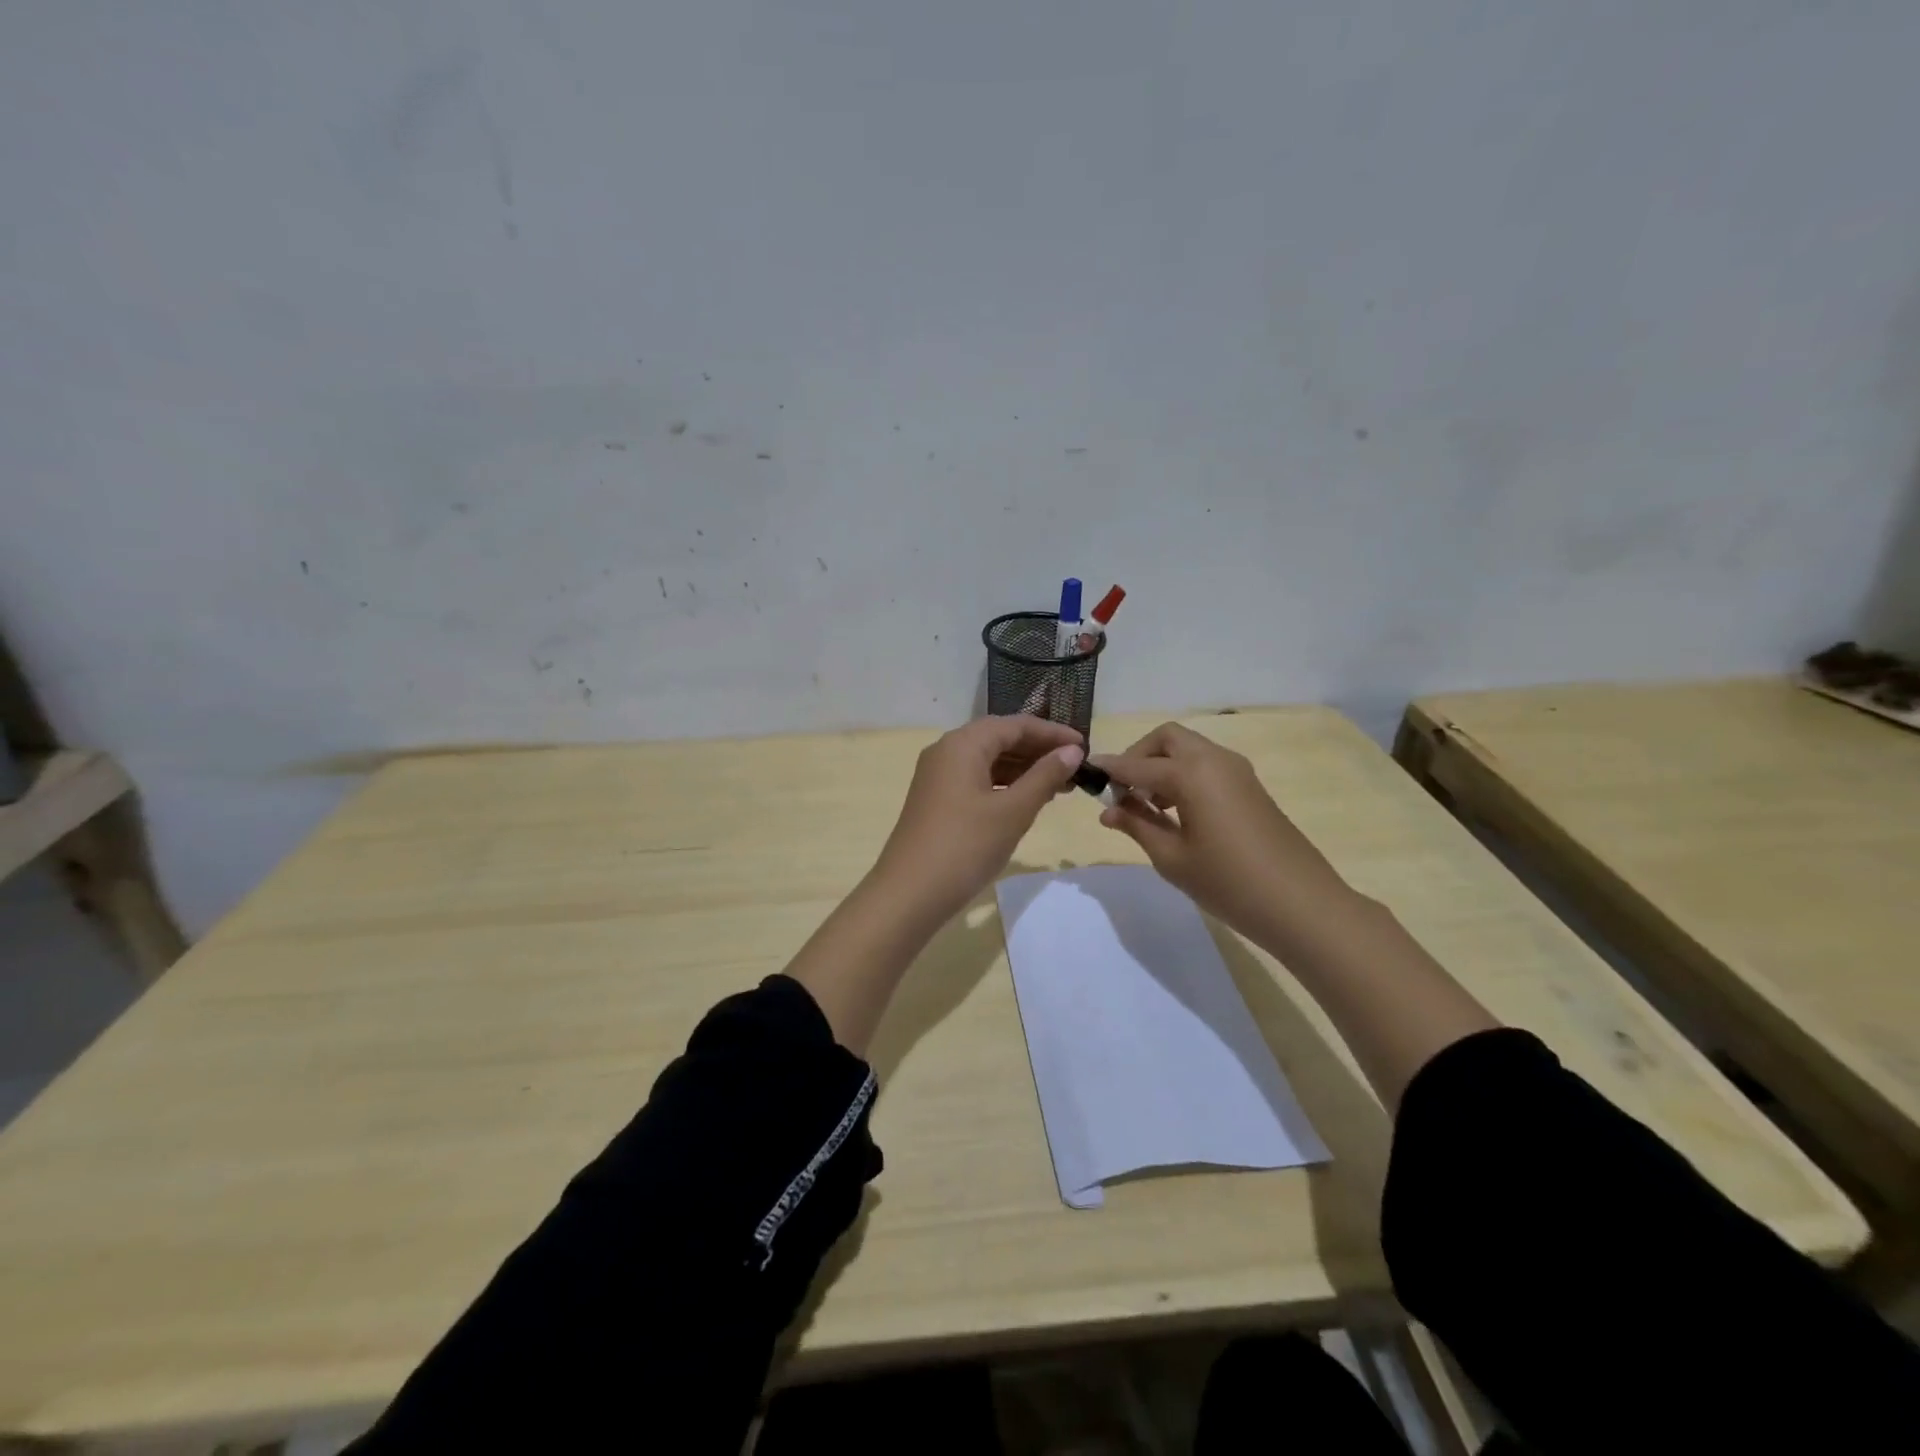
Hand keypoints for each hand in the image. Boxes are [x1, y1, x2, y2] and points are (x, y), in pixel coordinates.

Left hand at [872, 715, 1084, 924]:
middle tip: (1074, 769)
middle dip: (1038, 751)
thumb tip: (1072, 750)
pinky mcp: (936, 800)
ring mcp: (938, 777)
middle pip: (999, 738)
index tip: (1085, 747)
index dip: (1052, 733)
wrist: (909, 894)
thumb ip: (1045, 776)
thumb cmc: (966, 846)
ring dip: (1023, 770)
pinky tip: (1026, 801)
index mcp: (963, 744)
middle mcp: (946, 751)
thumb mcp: (1013, 811)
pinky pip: (976, 779)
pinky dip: (1004, 785)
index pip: (1015, 725)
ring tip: (1058, 787)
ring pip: (988, 760)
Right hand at [1090, 722, 1354, 943]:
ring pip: (1189, 749)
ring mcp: (1237, 771)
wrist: (1302, 905)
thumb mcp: (1171, 858)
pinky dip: (1184, 775)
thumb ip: (1137, 825)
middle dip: (1139, 756)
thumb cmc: (1228, 883)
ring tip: (1146, 806)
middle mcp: (1214, 760)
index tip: (1085, 776)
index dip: (1110, 769)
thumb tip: (1108, 809)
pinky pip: (1207, 765)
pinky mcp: (1250, 787)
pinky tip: (1176, 812)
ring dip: (1162, 765)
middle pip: (1167, 738)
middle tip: (1123, 792)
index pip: (1137, 763)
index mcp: (1191, 773)